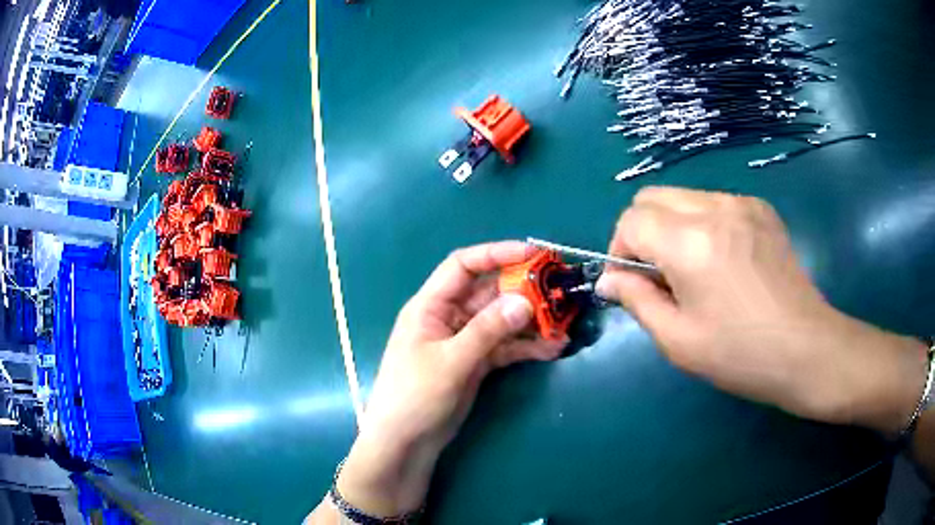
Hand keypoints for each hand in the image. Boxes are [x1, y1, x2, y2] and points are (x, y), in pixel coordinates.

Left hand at [335, 242, 567, 516]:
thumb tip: (524, 302)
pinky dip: (527, 347)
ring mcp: (465, 340)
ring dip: (531, 321)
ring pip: (502, 320)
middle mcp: (449, 316)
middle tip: (558, 290)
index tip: (532, 254)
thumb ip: (487, 331)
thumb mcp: (451, 361)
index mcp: (431, 305)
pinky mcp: (476, 362)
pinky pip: (505, 347)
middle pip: (489, 292)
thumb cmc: (415, 395)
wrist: (406, 441)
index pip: (463, 265)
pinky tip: (553, 349)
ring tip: (563, 323)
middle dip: (523, 289)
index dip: (496, 254)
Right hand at [596, 187, 929, 434]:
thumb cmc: (740, 354)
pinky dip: (703, 224)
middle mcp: (714, 207)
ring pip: (683, 197)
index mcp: (690, 241)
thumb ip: (636, 300)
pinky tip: (724, 261)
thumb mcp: (677, 339)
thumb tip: (609, 279)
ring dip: (673, 227)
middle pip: (652, 197)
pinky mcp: (762, 208)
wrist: (806, 348)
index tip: (632, 284)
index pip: (631, 220)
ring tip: (695, 271)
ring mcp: (742, 203)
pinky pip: (714, 203)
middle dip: (642, 232)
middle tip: (660, 276)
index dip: (620, 250)